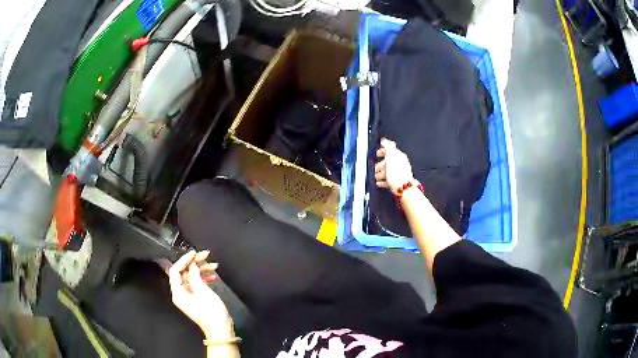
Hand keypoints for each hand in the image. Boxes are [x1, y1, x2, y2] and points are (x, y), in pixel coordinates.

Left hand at [168, 250, 232, 337]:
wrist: (220, 329)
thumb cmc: (211, 312)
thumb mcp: (202, 290)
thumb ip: (195, 275)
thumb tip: (192, 264)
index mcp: (178, 292)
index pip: (175, 270)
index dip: (184, 260)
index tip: (194, 253)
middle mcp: (180, 294)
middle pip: (184, 273)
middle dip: (195, 264)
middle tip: (206, 256)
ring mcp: (188, 297)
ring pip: (191, 278)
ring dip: (201, 270)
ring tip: (213, 266)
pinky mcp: (195, 299)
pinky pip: (196, 284)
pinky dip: (203, 278)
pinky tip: (212, 276)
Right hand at [375, 138, 414, 194]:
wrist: (403, 188)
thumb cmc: (398, 173)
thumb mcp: (391, 156)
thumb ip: (388, 146)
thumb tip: (385, 140)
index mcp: (399, 156)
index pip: (390, 151)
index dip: (382, 152)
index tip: (376, 154)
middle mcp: (400, 164)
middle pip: (388, 162)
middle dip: (380, 165)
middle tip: (374, 168)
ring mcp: (399, 174)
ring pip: (388, 172)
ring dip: (380, 174)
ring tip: (375, 177)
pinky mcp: (397, 182)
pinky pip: (388, 180)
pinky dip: (382, 181)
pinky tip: (379, 183)